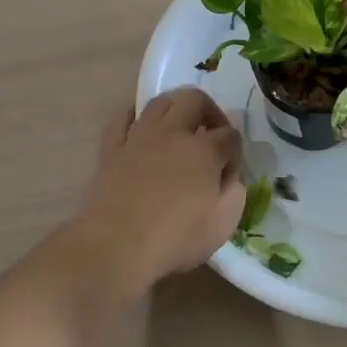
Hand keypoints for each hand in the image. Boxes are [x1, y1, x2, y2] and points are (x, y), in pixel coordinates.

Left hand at [72, 89, 244, 293]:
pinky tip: (140, 127)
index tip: (229, 173)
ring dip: (175, 108)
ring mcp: (139, 137)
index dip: (235, 152)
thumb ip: (234, 193)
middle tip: (212, 134)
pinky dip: (134, 117)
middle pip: (195, 100)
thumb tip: (229, 176)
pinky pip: (122, 119)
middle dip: (210, 112)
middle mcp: (172, 133)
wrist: (116, 246)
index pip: (230, 135)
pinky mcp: (111, 149)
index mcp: (204, 151)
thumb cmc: (174, 239)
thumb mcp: (222, 224)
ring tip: (179, 128)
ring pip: (160, 102)